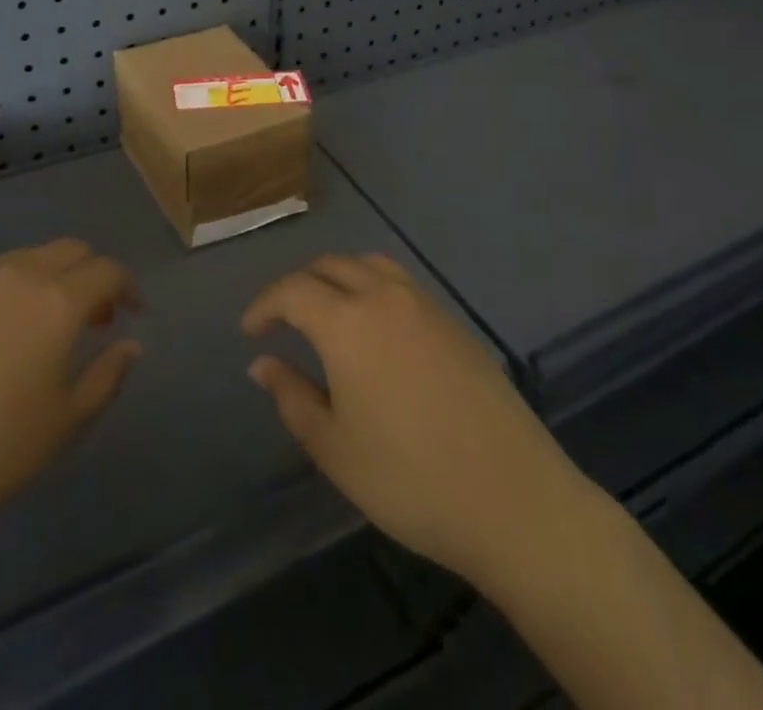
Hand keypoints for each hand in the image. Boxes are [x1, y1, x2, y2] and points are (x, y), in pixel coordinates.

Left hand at [0, 239, 141, 567]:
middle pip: (70, 251)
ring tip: (44, 322)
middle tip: (93, 318)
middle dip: (91, 274)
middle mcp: (19, 275)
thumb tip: (131, 344)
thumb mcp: (63, 424)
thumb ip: (107, 376)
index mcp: (58, 301)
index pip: (108, 270)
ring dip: (49, 277)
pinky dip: (7, 286)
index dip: (127, 287)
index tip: (132, 313)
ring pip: (27, 257)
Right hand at [243, 253, 581, 585]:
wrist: (512, 497)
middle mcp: (384, 296)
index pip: (293, 291)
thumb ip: (292, 396)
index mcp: (347, 322)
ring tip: (327, 314)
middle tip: (283, 321)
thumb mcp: (335, 448)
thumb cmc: (410, 479)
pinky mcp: (454, 320)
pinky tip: (376, 330)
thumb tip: (262, 363)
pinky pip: (401, 283)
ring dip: (338, 278)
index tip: (250, 331)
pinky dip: (373, 287)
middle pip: (331, 266)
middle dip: (299, 286)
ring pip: (369, 265)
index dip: (265, 305)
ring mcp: (425, 304)